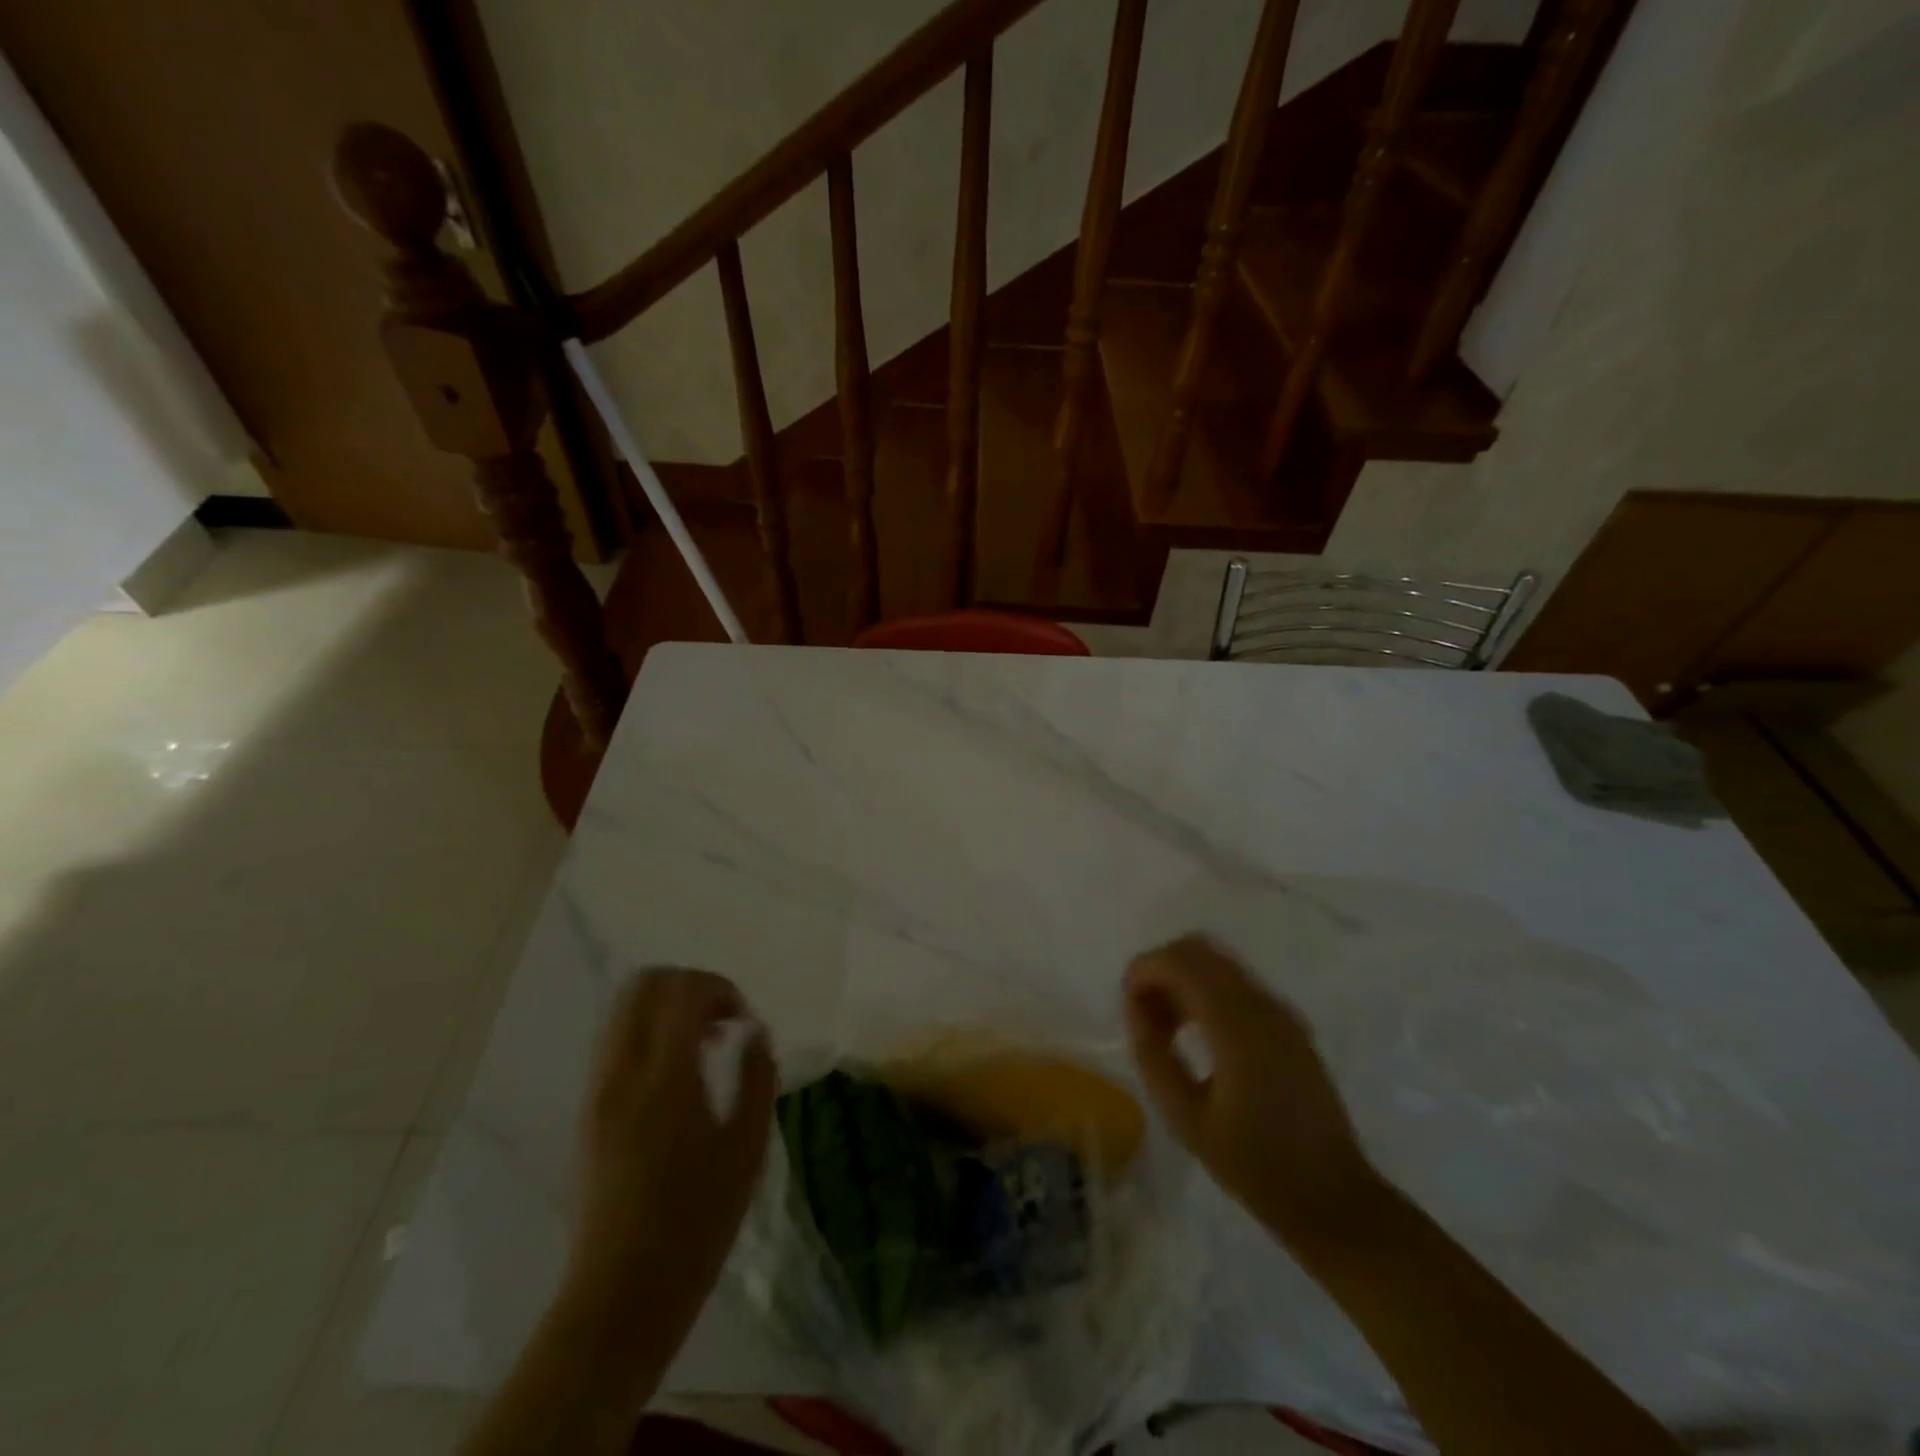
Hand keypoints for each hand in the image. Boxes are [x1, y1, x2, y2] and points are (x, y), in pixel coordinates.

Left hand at [563, 970, 776, 1333]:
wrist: (621, 1295)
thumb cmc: (697, 1224)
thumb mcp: (747, 1149)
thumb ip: (757, 1077)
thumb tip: (756, 1031)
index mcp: (665, 1079)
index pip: (683, 991)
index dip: (721, 989)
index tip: (744, 1020)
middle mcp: (622, 1073)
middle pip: (644, 985)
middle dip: (689, 986)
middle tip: (722, 1020)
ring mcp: (597, 1090)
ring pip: (624, 1009)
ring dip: (667, 1007)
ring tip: (704, 1043)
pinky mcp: (588, 1110)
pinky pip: (616, 1041)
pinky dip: (649, 1032)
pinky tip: (679, 1071)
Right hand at [1124, 935, 1381, 1248]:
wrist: (1335, 1200)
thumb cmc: (1256, 1167)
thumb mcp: (1186, 1119)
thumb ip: (1154, 1056)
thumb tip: (1137, 1010)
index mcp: (1238, 1025)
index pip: (1181, 961)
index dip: (1144, 971)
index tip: (1127, 1006)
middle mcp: (1262, 1004)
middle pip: (1199, 949)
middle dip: (1161, 971)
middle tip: (1144, 1016)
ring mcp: (1280, 1012)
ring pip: (1217, 963)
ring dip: (1183, 981)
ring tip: (1166, 1029)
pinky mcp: (1289, 1024)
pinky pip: (1236, 985)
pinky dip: (1205, 993)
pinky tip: (1196, 1037)